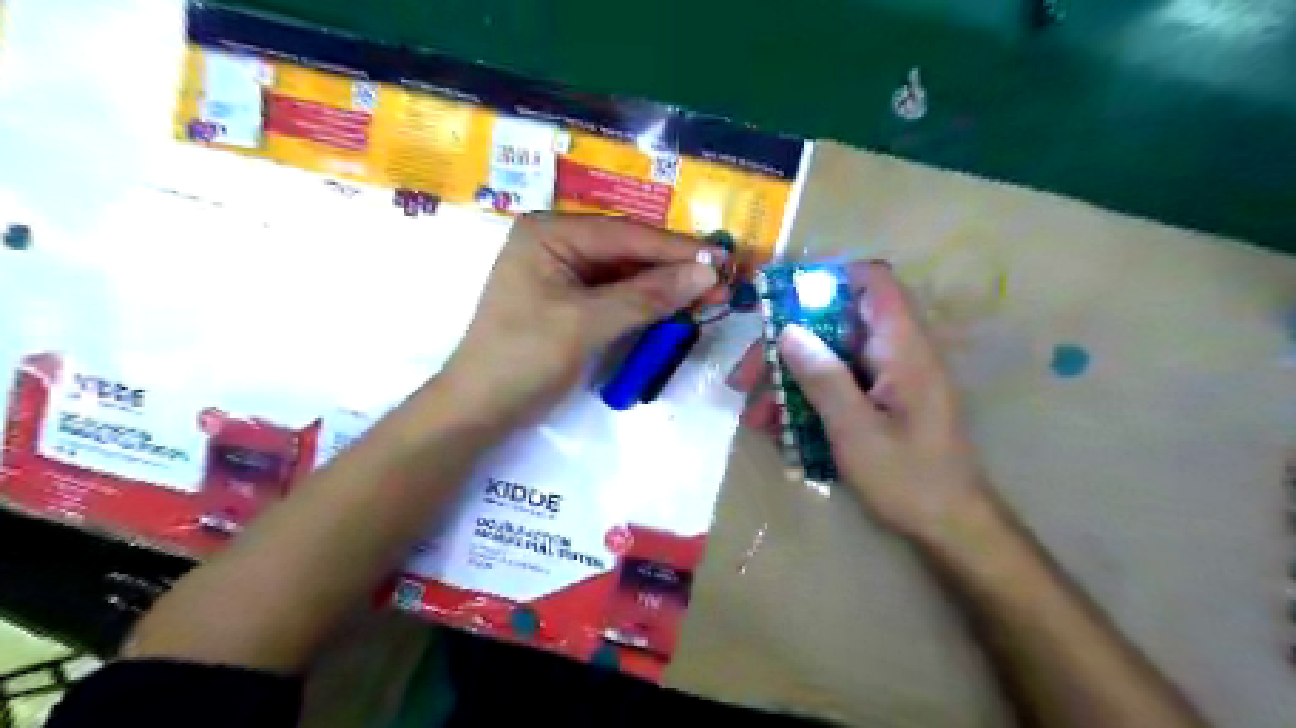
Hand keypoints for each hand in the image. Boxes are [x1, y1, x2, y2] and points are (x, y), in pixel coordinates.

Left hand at [444, 212, 727, 422]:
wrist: (481, 410)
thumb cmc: (524, 358)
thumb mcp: (586, 324)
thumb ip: (647, 296)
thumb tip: (706, 273)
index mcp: (550, 233)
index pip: (626, 234)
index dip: (676, 248)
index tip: (722, 260)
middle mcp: (557, 243)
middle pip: (628, 250)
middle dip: (674, 268)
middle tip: (723, 281)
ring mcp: (564, 274)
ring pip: (626, 274)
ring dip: (664, 287)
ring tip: (709, 296)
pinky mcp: (570, 302)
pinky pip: (616, 295)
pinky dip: (646, 304)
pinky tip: (676, 309)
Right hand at [728, 262, 993, 544]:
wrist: (950, 526)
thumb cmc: (909, 479)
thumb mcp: (856, 431)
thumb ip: (823, 378)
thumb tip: (788, 331)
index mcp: (903, 348)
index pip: (874, 282)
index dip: (830, 278)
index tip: (784, 300)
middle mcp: (897, 353)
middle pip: (838, 322)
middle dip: (789, 343)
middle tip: (750, 373)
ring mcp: (888, 378)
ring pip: (831, 356)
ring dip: (790, 377)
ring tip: (755, 413)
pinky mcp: (880, 400)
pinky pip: (837, 384)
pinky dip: (806, 398)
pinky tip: (778, 428)